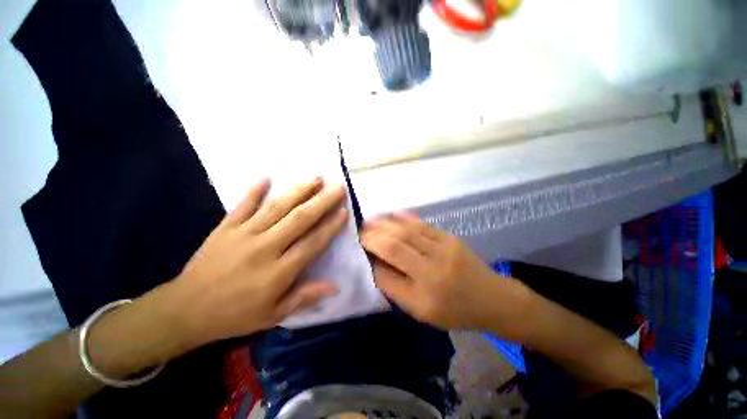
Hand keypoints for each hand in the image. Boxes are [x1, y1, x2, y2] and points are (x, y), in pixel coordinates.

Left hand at [170, 178, 347, 346]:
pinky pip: (242, 205)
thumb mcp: (273, 315)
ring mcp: (243, 234)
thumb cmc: (235, 315)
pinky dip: (254, 190)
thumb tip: (335, 287)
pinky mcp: (225, 228)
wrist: (185, 310)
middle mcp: (264, 248)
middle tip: (338, 187)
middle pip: (299, 219)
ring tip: (316, 178)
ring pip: (277, 208)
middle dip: (322, 202)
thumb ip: (305, 297)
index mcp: (277, 272)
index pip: (312, 243)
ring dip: (299, 191)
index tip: (344, 211)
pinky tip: (266, 177)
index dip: (330, 227)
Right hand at [361, 213, 526, 334]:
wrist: (491, 299)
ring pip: (408, 229)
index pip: (391, 259)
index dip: (372, 247)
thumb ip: (393, 286)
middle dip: (375, 232)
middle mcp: (434, 262)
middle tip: (361, 230)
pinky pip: (423, 224)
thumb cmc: (453, 311)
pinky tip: (392, 215)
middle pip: (398, 240)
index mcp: (426, 287)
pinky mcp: (450, 237)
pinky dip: (405, 218)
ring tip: (371, 221)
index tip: (359, 243)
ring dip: (386, 222)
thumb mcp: (419, 310)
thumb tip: (373, 263)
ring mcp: (444, 245)